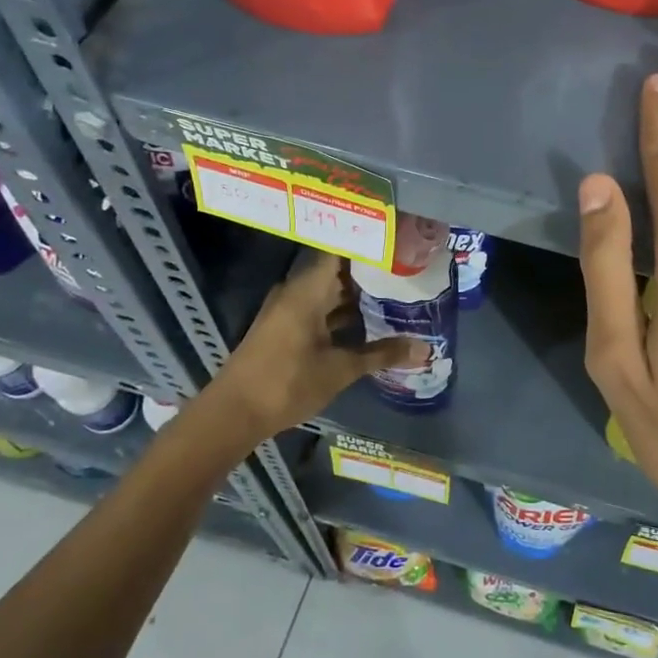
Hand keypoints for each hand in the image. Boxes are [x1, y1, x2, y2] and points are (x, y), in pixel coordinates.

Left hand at [207, 250, 427, 442]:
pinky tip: (370, 323)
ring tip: (397, 293)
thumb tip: (425, 348)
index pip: (341, 250)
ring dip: (358, 296)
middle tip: (409, 269)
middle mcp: (296, 291)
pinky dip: (343, 313)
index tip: (400, 242)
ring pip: (329, 292)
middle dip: (371, 272)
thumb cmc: (287, 383)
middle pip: (338, 271)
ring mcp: (288, 310)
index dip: (369, 245)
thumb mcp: (340, 369)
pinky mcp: (285, 328)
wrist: (232, 414)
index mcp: (307, 290)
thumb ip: (383, 354)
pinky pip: (320, 309)